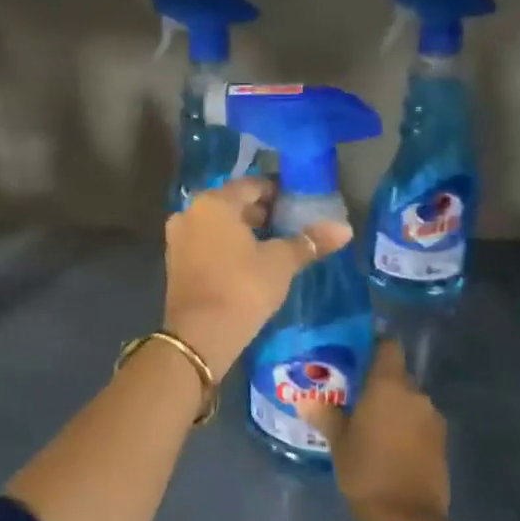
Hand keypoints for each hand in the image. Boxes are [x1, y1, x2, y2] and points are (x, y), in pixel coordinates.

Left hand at [162, 177, 351, 377]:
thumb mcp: (281, 263)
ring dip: (242, 232)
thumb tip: (345, 229)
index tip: (299, 205)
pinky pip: (205, 245)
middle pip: (232, 204)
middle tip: (289, 227)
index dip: (278, 192)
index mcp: (214, 202)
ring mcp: (178, 239)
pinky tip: (247, 264)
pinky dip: (225, 248)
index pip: (252, 186)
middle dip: (260, 213)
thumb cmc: (243, 287)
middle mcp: (190, 213)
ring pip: (217, 226)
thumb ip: (310, 242)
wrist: (200, 334)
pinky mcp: (174, 264)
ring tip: (272, 247)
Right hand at [305, 340, 450, 520]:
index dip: (374, 345)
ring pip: (408, 401)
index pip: (388, 346)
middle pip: (396, 376)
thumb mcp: (338, 443)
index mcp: (389, 386)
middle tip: (353, 397)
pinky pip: (418, 423)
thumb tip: (306, 401)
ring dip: (392, 408)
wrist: (408, 520)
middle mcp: (415, 394)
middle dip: (377, 384)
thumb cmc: (366, 472)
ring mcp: (432, 419)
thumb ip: (325, 415)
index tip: (355, 355)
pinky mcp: (442, 443)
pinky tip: (387, 446)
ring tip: (368, 425)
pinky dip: (404, 427)